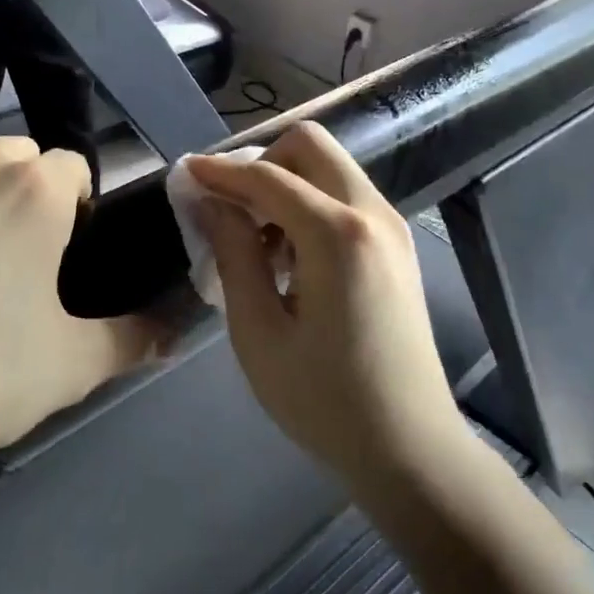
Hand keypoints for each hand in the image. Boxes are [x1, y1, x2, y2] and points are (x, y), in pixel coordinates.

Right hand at [188, 123, 470, 490]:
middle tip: (229, 210)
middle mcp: (372, 213)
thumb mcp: (259, 331)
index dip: (220, 171)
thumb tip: (209, 200)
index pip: (267, 176)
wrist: (409, 448)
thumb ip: (233, 253)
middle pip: (311, 146)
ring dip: (287, 186)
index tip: (184, 175)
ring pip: (331, 169)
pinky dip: (311, 206)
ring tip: (258, 246)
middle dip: (261, 163)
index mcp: (338, 233)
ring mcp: (393, 228)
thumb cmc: (324, 400)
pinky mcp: (397, 247)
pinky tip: (291, 260)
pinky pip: (347, 199)